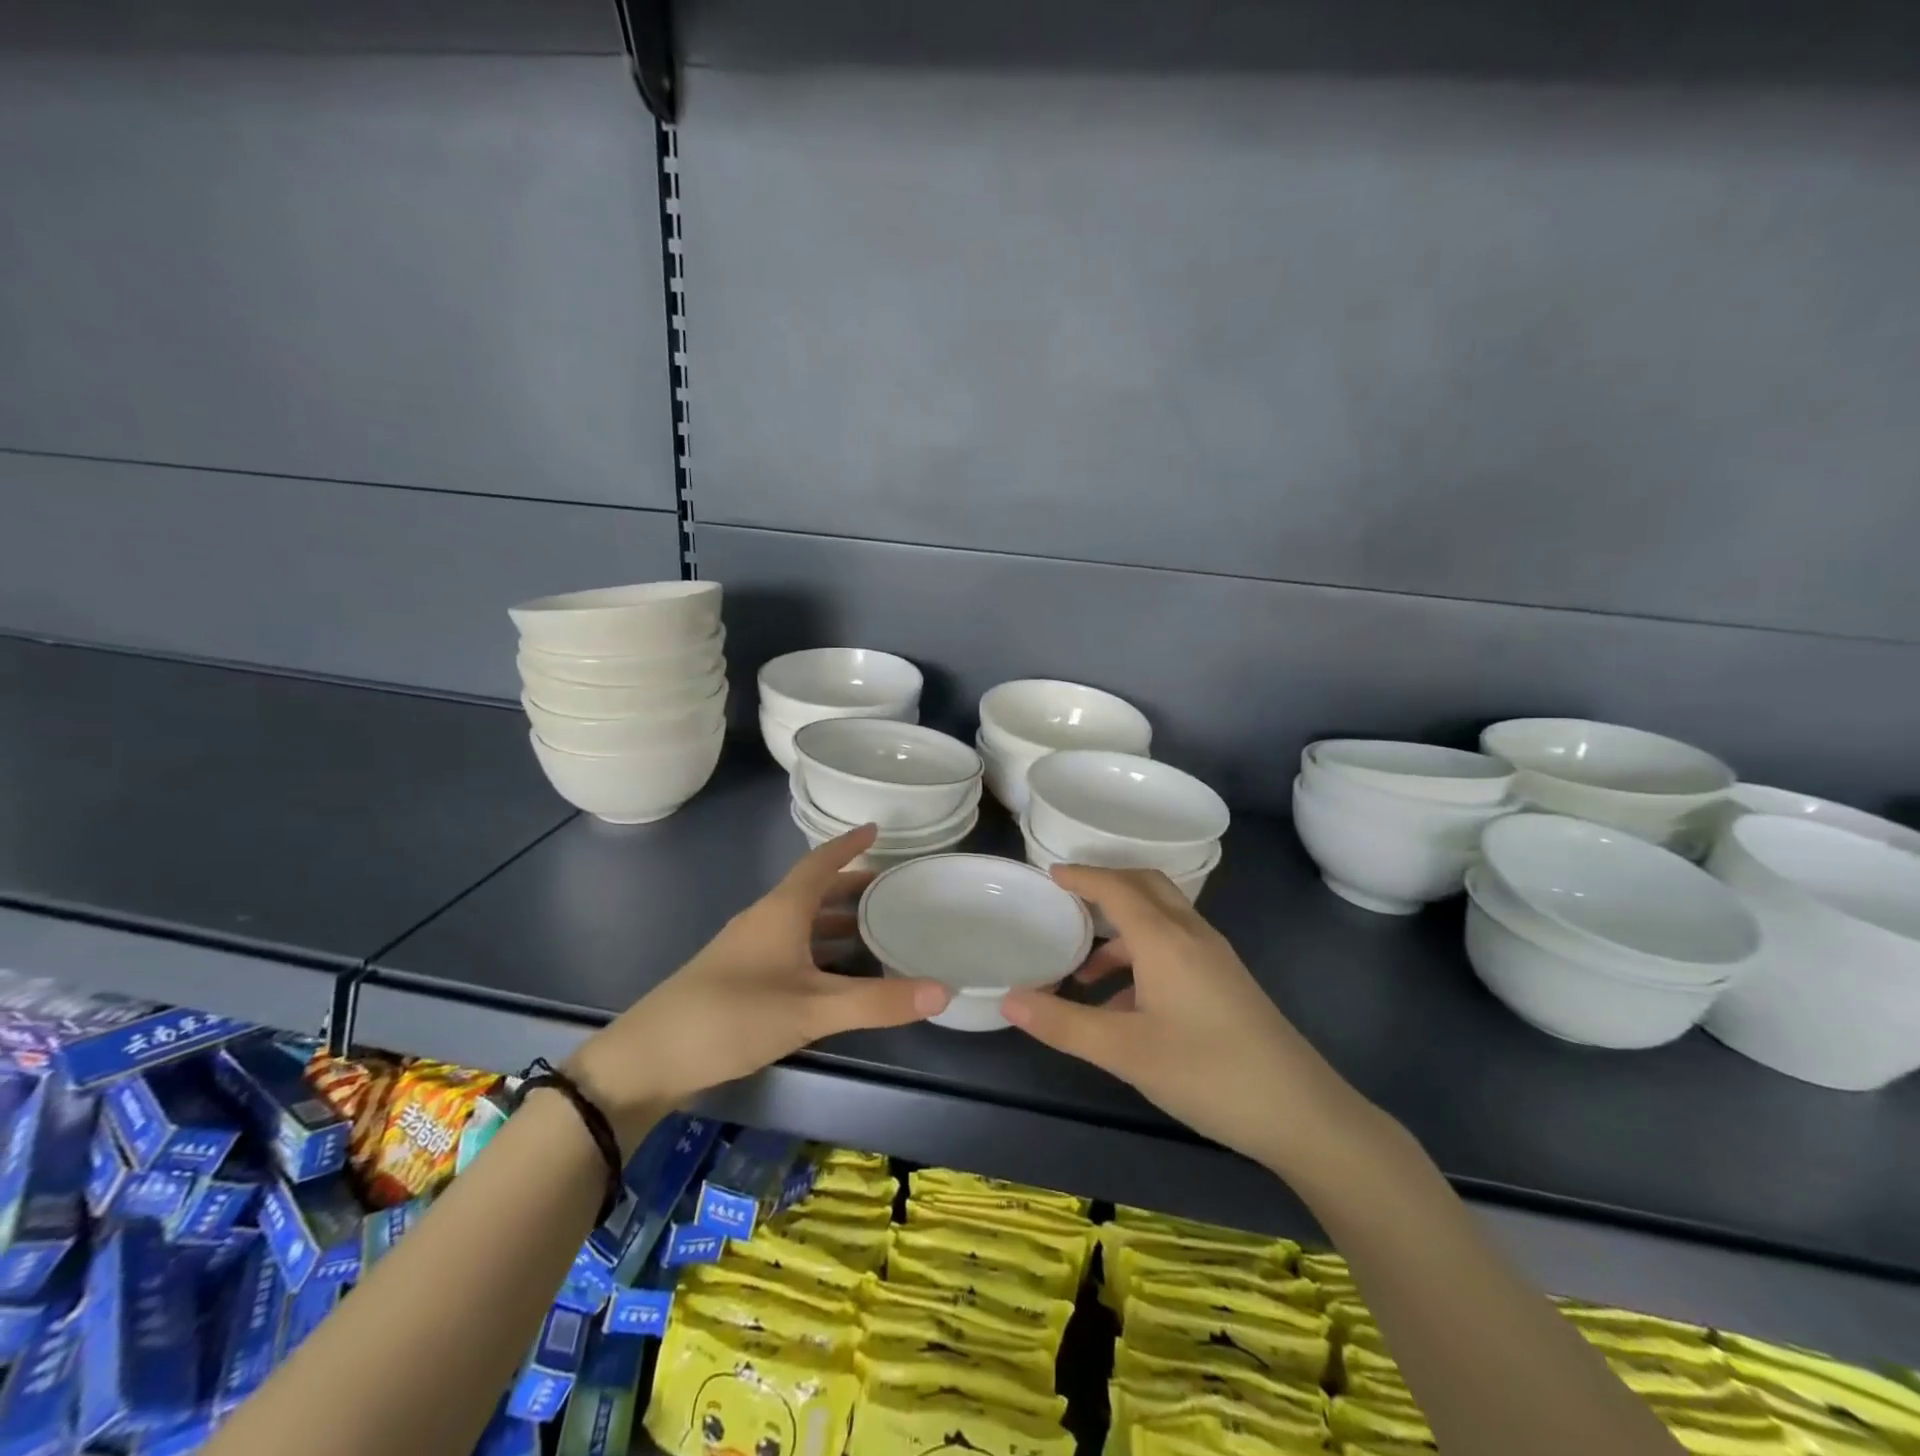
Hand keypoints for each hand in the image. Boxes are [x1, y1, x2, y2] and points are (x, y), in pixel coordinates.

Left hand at [566, 826, 949, 1145]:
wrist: (648, 1059)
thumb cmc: (731, 1017)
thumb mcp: (811, 1009)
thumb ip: (877, 1002)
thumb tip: (944, 990)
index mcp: (780, 911)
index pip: (820, 864)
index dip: (848, 846)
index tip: (876, 829)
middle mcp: (764, 922)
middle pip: (813, 891)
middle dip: (850, 886)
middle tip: (891, 887)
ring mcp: (748, 951)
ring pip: (801, 923)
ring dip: (836, 921)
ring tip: (875, 929)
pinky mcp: (739, 980)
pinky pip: (791, 950)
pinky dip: (819, 951)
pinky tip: (837, 975)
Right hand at [1002, 867, 1374, 1176]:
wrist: (1302, 1113)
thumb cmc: (1207, 1072)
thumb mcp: (1125, 1051)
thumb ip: (1064, 1023)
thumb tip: (1008, 999)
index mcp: (1164, 938)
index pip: (1116, 887)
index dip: (1082, 876)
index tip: (1050, 872)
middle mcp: (1191, 935)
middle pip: (1145, 887)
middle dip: (1106, 886)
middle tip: (1068, 899)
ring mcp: (1214, 958)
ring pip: (1161, 921)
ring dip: (1121, 932)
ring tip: (1083, 971)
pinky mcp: (1226, 983)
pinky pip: (1174, 948)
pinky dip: (1142, 958)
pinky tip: (1124, 1006)